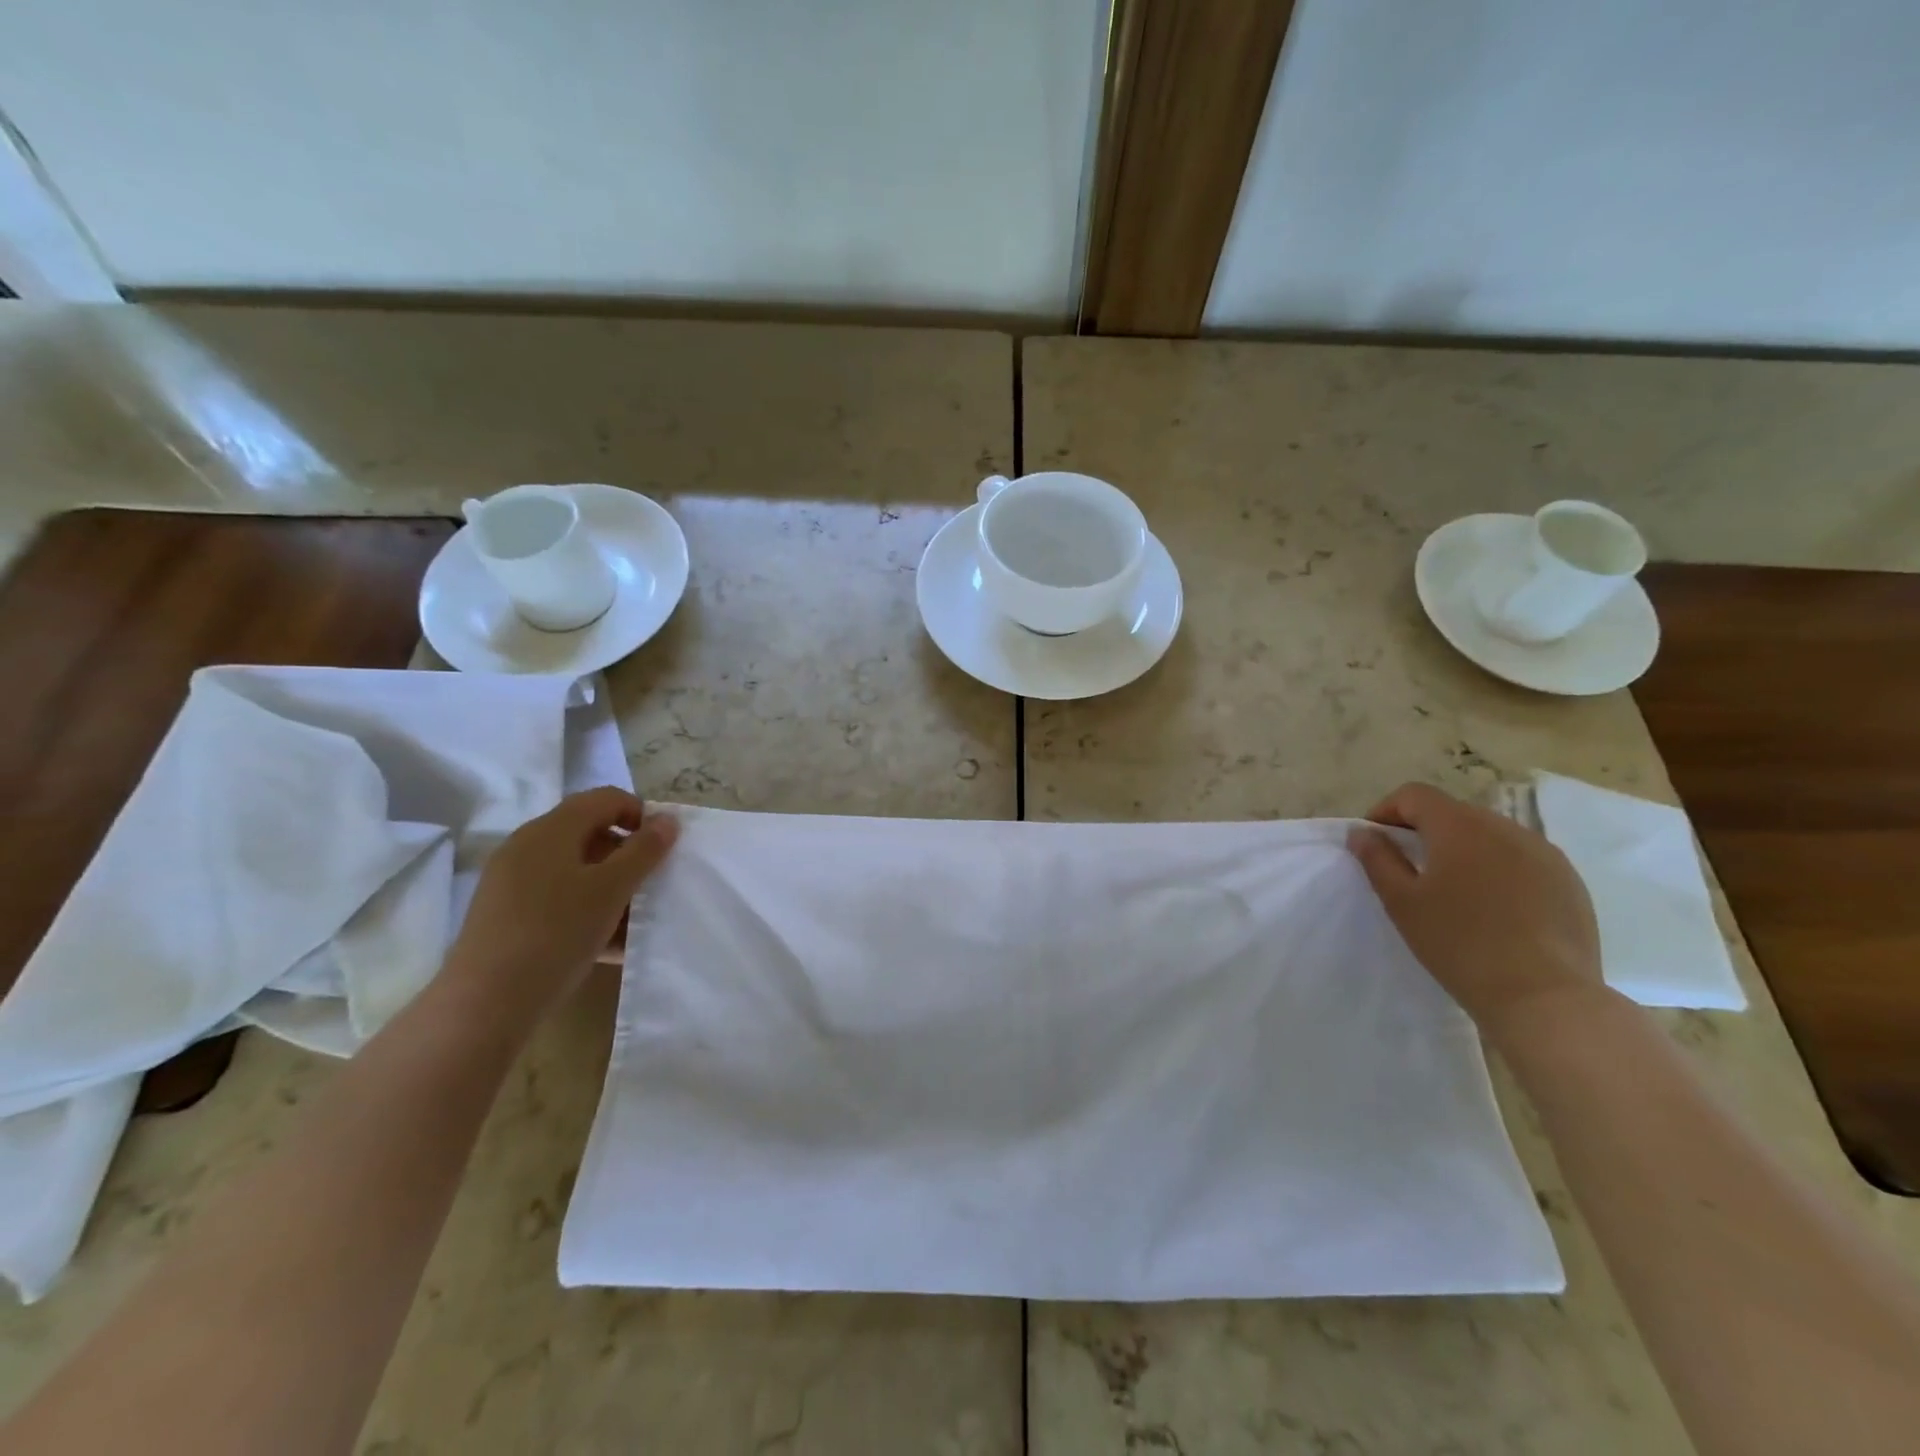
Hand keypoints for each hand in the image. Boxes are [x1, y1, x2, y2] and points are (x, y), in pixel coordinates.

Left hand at [441, 788, 678, 1027]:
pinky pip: (557, 898)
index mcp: (551, 830)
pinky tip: (607, 944)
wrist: (485, 1003)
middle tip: (651, 886)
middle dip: (627, 856)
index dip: (641, 814)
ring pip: (575, 870)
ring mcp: (512, 881)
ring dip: (610, 887)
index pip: (605, 798)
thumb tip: (668, 820)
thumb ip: (644, 851)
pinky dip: (586, 909)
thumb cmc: (556, 933)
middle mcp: (527, 846)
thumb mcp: (611, 889)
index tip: (662, 849)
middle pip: (590, 833)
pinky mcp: (506, 914)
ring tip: (633, 922)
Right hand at [1348, 782, 1602, 1037]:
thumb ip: (1377, 859)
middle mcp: (1505, 828)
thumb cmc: (1459, 945)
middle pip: (1453, 812)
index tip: (1375, 841)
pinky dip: (1498, 868)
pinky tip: (1494, 907)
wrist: (1544, 997)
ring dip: (1464, 849)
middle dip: (1425, 830)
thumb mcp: (1402, 902)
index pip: (1415, 795)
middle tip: (1409, 867)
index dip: (1387, 811)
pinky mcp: (1569, 881)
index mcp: (1460, 827)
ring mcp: (1544, 853)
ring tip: (1454, 889)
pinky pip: (1522, 859)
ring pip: (1490, 835)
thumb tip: (1363, 833)